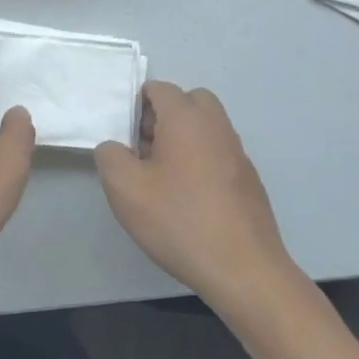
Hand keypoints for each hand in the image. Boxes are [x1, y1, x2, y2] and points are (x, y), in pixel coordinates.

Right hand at [94, 82, 295, 304]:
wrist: (243, 270)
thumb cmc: (178, 220)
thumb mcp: (124, 187)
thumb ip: (109, 155)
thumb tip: (115, 147)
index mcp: (187, 119)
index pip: (159, 88)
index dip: (136, 104)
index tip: (123, 133)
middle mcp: (217, 127)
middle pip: (189, 101)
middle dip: (164, 115)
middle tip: (143, 148)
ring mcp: (238, 154)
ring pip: (206, 128)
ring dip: (183, 139)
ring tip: (161, 176)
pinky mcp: (249, 182)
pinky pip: (219, 154)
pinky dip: (201, 161)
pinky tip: (186, 198)